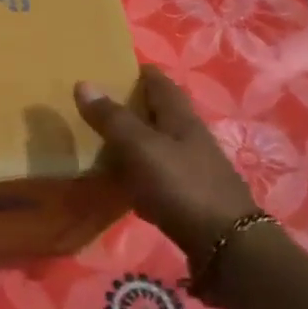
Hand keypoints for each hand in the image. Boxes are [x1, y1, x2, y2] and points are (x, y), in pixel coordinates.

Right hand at [74, 66, 256, 268]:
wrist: (223, 241)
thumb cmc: (180, 185)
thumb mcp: (140, 148)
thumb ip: (112, 118)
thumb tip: (84, 83)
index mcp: (181, 119)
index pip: (161, 83)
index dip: (140, 72)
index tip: (114, 67)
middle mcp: (190, 138)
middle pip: (162, 113)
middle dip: (135, 105)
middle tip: (100, 104)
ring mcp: (193, 168)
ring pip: (160, 143)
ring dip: (136, 138)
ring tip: (104, 140)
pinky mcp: (189, 195)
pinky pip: (159, 173)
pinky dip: (140, 169)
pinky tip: (124, 180)